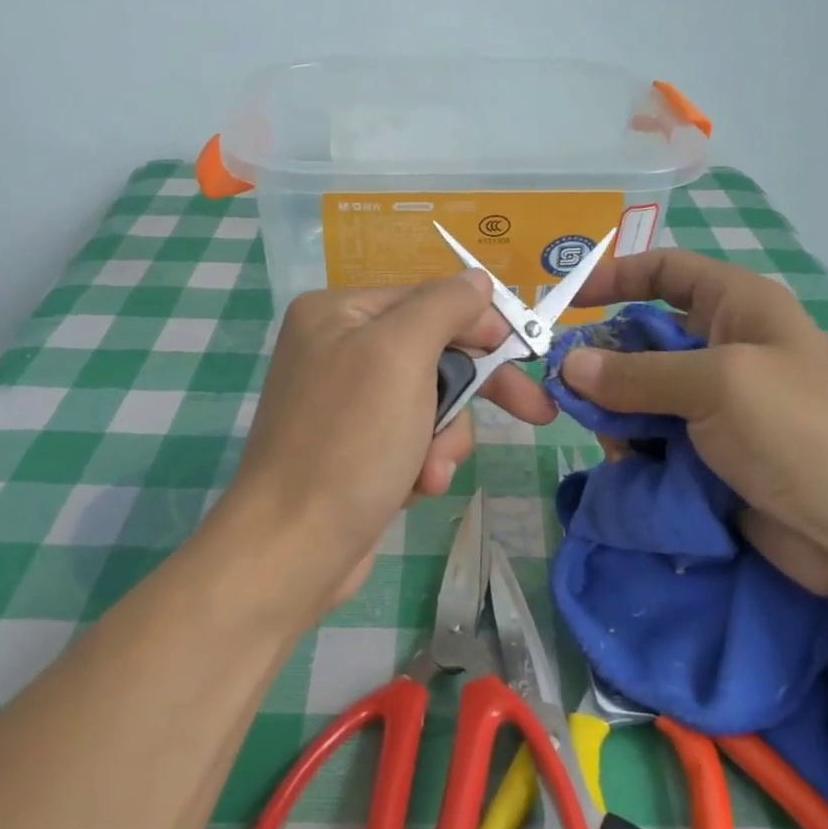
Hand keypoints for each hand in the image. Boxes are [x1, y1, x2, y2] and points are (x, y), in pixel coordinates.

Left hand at [210, 272, 555, 620]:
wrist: (293, 548)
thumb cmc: (350, 441)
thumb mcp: (400, 355)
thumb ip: (443, 307)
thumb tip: (477, 280)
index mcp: (338, 313)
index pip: (428, 300)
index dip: (480, 326)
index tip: (525, 354)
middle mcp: (337, 348)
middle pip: (433, 353)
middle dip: (467, 395)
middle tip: (533, 413)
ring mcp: (344, 402)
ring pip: (430, 401)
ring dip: (443, 437)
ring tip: (430, 472)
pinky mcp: (354, 447)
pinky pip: (410, 436)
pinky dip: (422, 461)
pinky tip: (415, 487)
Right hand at [561, 251, 827, 602]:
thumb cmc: (800, 432)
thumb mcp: (716, 385)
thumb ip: (636, 373)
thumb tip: (568, 366)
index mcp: (738, 307)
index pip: (666, 271)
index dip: (616, 277)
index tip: (568, 303)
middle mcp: (726, 348)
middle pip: (643, 338)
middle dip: (607, 364)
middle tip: (574, 394)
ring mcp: (719, 405)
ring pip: (642, 395)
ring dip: (620, 415)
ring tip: (620, 444)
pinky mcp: (712, 454)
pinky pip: (655, 438)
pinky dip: (637, 449)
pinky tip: (635, 468)